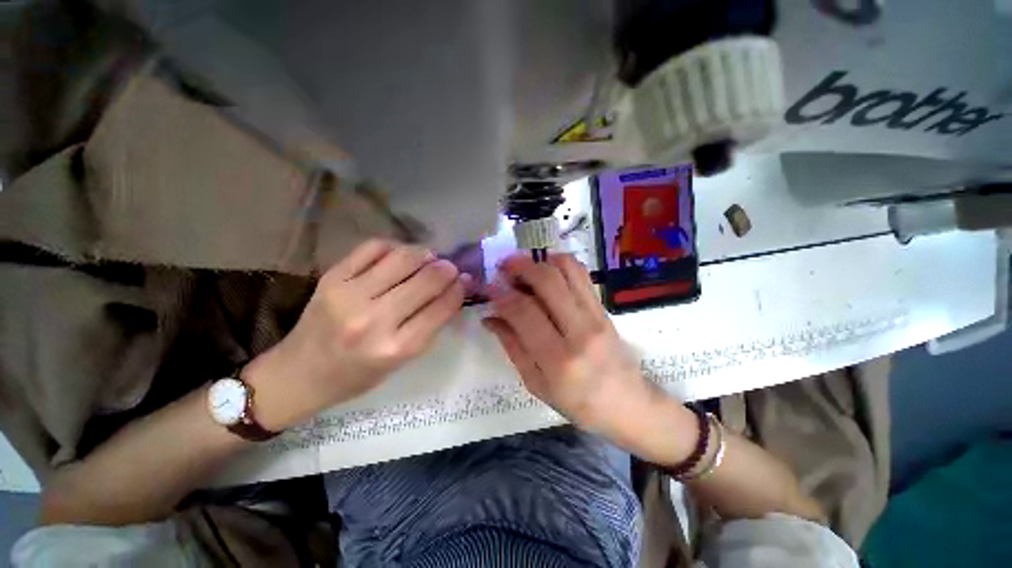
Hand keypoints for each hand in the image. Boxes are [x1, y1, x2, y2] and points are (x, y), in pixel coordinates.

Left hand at [248, 240, 466, 429]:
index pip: (442, 307)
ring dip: (425, 254)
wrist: (299, 373)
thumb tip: (453, 290)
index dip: (459, 289)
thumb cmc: (358, 375)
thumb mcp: (402, 360)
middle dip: (447, 269)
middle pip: (426, 279)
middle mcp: (374, 320)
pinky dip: (395, 246)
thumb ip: (430, 325)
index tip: (465, 280)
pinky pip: (373, 248)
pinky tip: (400, 255)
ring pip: (402, 258)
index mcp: (397, 348)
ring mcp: (350, 295)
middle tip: (450, 268)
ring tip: (429, 258)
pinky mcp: (332, 277)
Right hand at [482, 253, 657, 436]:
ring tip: (524, 266)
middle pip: (548, 281)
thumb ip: (512, 346)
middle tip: (503, 266)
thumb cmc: (578, 403)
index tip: (488, 288)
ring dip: (541, 260)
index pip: (524, 311)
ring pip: (567, 270)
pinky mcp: (604, 307)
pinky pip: (581, 274)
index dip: (501, 295)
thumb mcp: (536, 383)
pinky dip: (560, 264)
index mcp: (559, 359)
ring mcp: (596, 315)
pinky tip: (546, 270)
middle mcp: (580, 330)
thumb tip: (490, 318)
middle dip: (520, 266)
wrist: (627, 403)